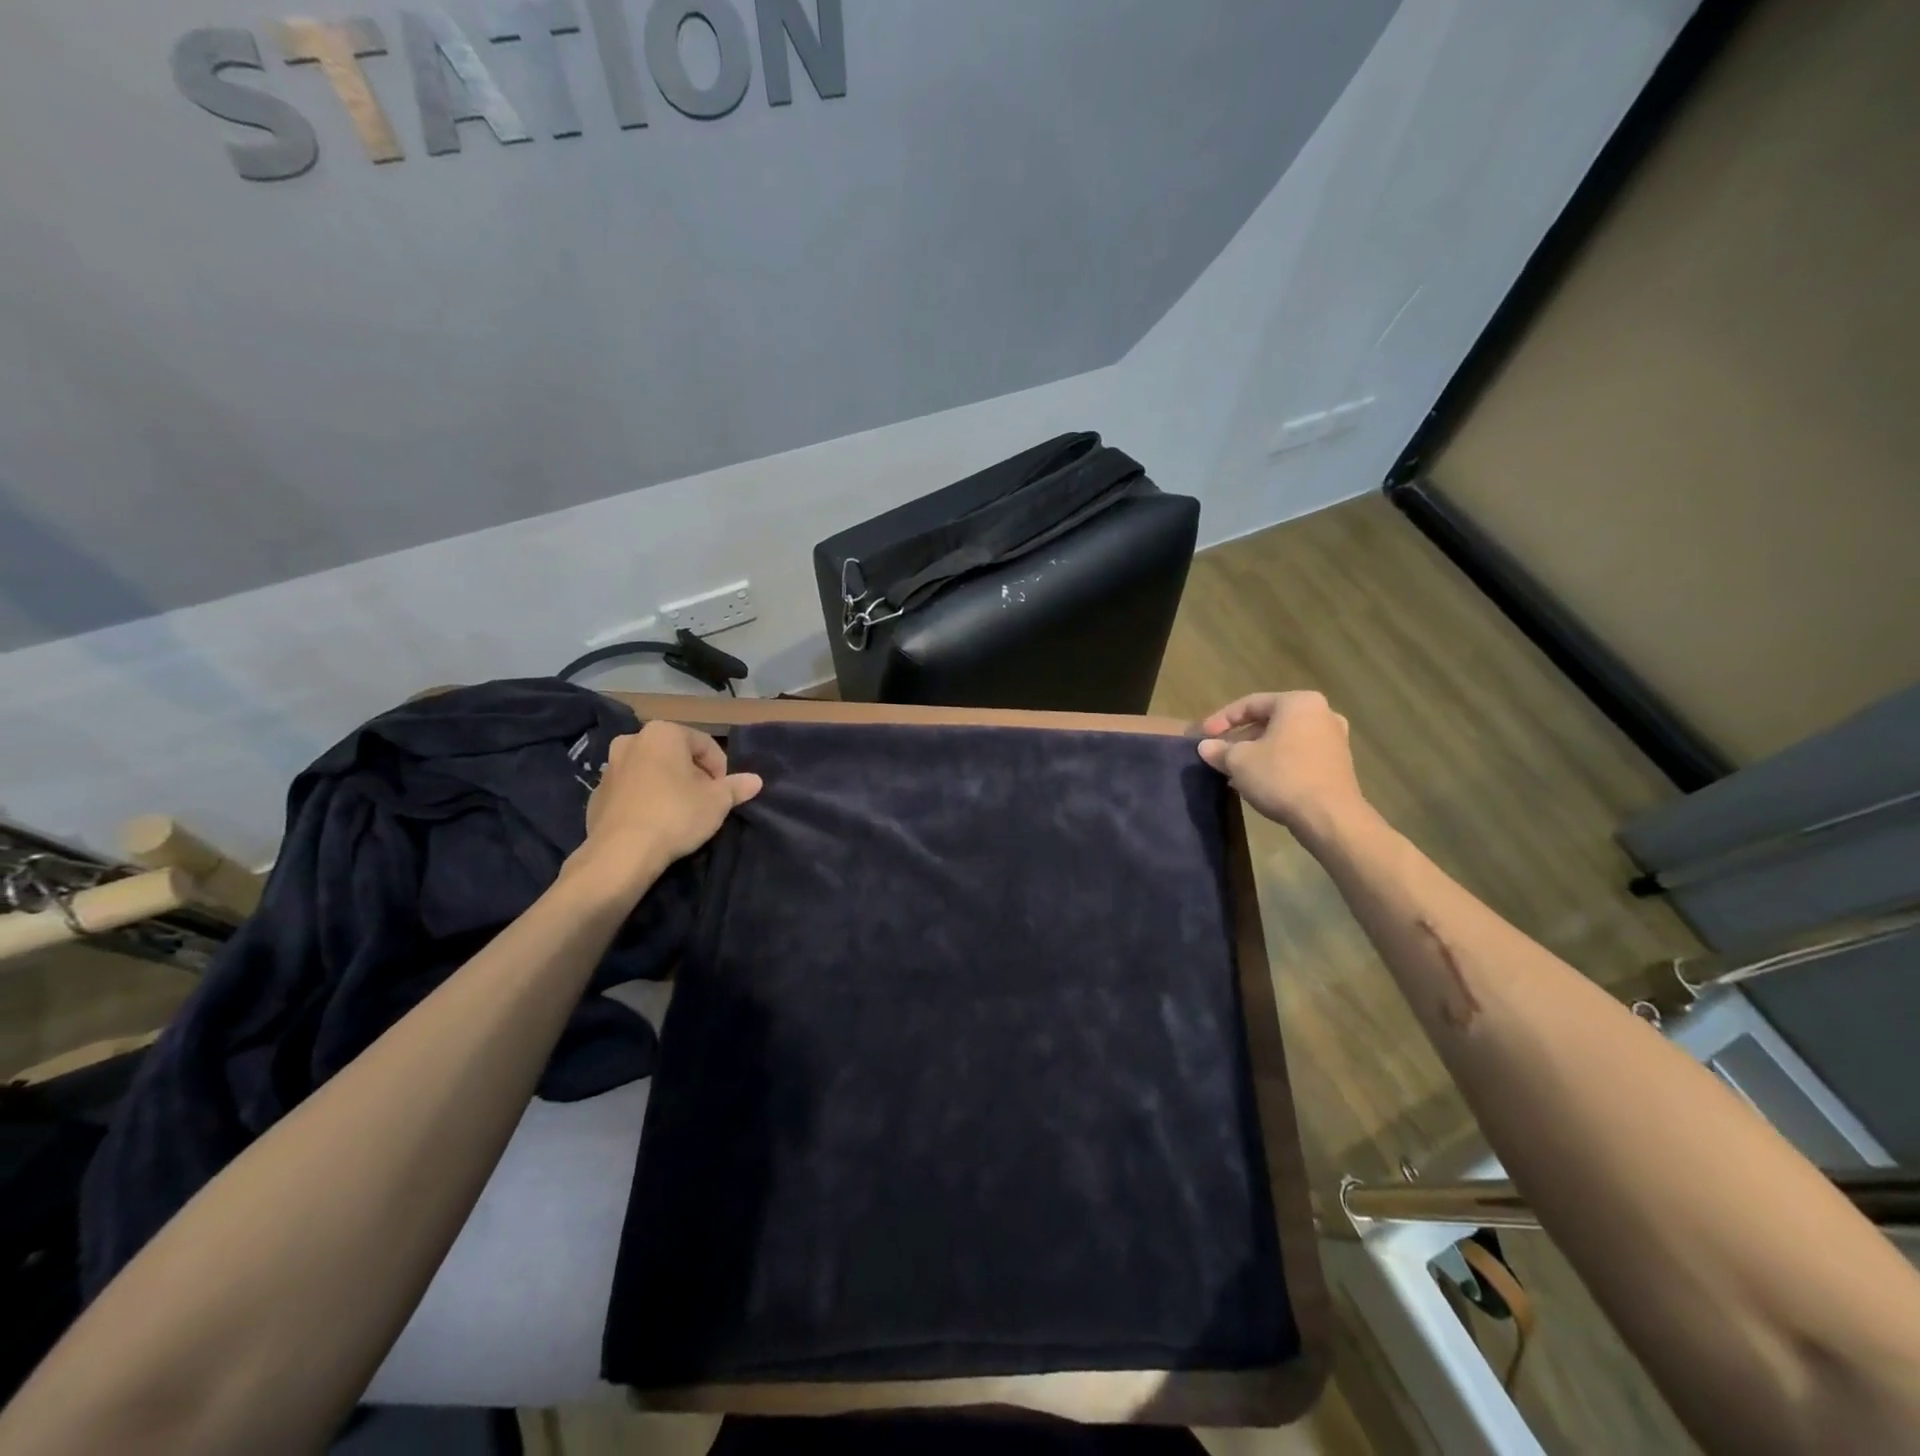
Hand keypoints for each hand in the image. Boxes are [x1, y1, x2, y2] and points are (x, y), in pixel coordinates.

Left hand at [569, 721, 762, 897]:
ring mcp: (610, 767)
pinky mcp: (596, 794)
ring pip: (651, 771)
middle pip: (676, 755)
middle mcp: (632, 741)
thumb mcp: (718, 802)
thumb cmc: (676, 815)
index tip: (724, 793)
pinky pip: (632, 791)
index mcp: (663, 733)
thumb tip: (756, 781)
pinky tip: (656, 822)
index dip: (721, 769)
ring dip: (668, 786)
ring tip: (681, 813)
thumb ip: (736, 787)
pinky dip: (646, 799)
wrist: (621, 853)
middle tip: (705, 801)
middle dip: (693, 775)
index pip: (705, 745)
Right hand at [1196, 691, 1367, 839]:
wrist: (1329, 817)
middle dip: (1240, 739)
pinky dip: (1276, 762)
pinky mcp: (1338, 764)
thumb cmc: (1281, 777)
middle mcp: (1322, 713)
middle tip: (1218, 754)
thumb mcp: (1239, 761)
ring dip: (1256, 753)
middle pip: (1268, 721)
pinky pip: (1298, 755)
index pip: (1250, 704)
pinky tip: (1258, 781)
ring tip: (1233, 771)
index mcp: (1298, 703)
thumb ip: (1219, 749)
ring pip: (1283, 740)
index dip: (1221, 719)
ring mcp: (1334, 739)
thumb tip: (1206, 747)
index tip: (1202, 736)